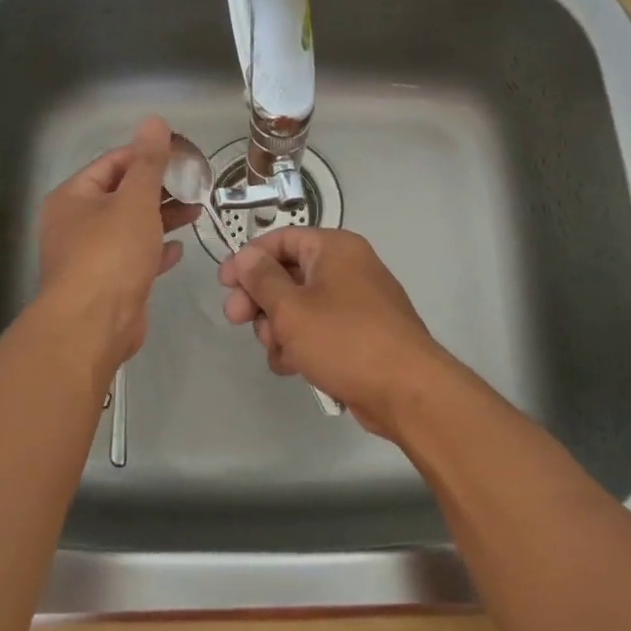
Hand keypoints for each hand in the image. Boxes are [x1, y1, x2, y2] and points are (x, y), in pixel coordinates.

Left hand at [37, 116, 199, 372]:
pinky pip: (133, 258)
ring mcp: (90, 256)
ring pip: (130, 227)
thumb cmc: (111, 254)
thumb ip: (148, 162)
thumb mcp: (135, 200)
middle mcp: (75, 223)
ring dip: (161, 218)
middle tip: (195, 183)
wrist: (93, 325)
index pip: (114, 162)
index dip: (148, 154)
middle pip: (122, 195)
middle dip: (159, 188)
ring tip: (196, 211)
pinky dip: (155, 250)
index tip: (184, 155)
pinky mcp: (107, 283)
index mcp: (73, 197)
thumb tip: (154, 121)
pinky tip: (179, 248)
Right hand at [218, 227, 454, 438]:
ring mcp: (356, 303)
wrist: (406, 391)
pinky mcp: (360, 336)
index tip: (224, 284)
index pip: (282, 239)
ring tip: (278, 351)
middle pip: (288, 274)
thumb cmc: (344, 339)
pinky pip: (319, 331)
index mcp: (335, 249)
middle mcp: (348, 268)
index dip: (248, 259)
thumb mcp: (291, 308)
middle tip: (237, 320)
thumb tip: (246, 256)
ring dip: (279, 328)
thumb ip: (262, 279)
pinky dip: (301, 345)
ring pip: (300, 307)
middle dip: (260, 300)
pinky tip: (293, 367)